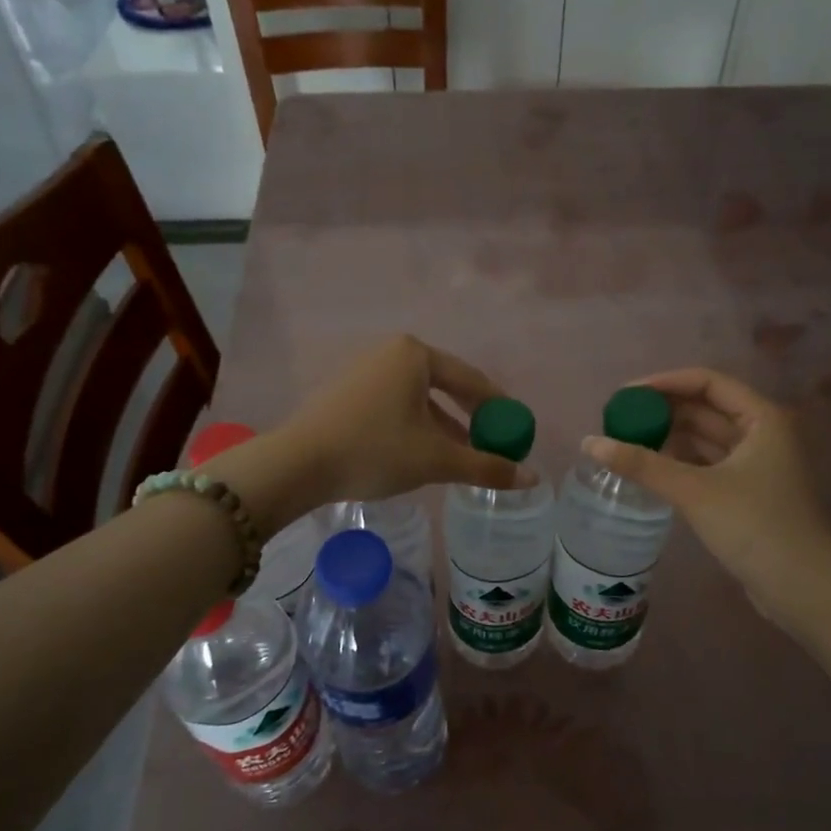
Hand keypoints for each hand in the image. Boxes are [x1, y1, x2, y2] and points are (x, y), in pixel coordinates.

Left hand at [272, 335, 530, 511]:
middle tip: (491, 444)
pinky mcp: (344, 392)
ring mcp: (363, 370)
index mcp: (415, 355)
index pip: (471, 380)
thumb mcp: (436, 460)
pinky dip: (414, 426)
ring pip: (418, 399)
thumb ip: (486, 466)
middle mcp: (390, 353)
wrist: (297, 464)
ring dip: (442, 427)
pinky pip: (394, 405)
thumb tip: (533, 477)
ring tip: (461, 456)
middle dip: (469, 419)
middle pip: (444, 387)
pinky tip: (419, 453)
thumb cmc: (375, 450)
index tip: (516, 431)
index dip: (498, 408)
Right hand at [584, 369, 830, 620]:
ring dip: (668, 438)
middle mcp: (761, 433)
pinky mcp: (746, 492)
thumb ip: (641, 464)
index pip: (707, 382)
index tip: (625, 395)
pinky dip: (678, 463)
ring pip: (704, 438)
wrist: (804, 590)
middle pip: (704, 408)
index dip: (664, 383)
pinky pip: (705, 465)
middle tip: (618, 420)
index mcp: (761, 418)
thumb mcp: (694, 491)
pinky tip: (648, 469)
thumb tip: (589, 442)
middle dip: (662, 412)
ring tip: (625, 442)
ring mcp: (755, 464)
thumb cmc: (756, 527)